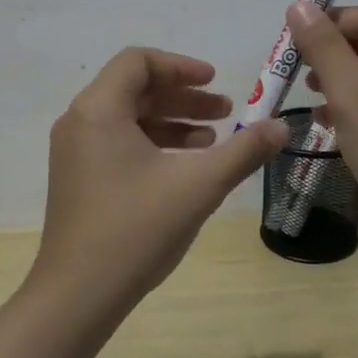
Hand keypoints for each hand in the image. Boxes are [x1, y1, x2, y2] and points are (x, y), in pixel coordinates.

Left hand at [32, 49, 290, 313]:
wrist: (77, 296)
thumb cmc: (136, 230)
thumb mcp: (198, 187)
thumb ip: (243, 151)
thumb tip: (283, 126)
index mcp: (98, 110)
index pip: (138, 62)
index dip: (181, 67)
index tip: (215, 81)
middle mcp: (79, 122)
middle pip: (134, 89)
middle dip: (183, 97)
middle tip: (225, 111)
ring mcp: (74, 151)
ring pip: (127, 118)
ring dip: (171, 122)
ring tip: (213, 140)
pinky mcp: (77, 178)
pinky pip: (117, 143)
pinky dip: (152, 144)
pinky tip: (184, 167)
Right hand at [286, 2, 357, 240]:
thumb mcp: (355, 98)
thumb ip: (325, 48)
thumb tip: (298, 5)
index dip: (332, 22)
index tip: (290, 37)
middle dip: (336, 53)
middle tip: (295, 67)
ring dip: (342, 78)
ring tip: (308, 91)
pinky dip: (355, 104)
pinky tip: (326, 117)